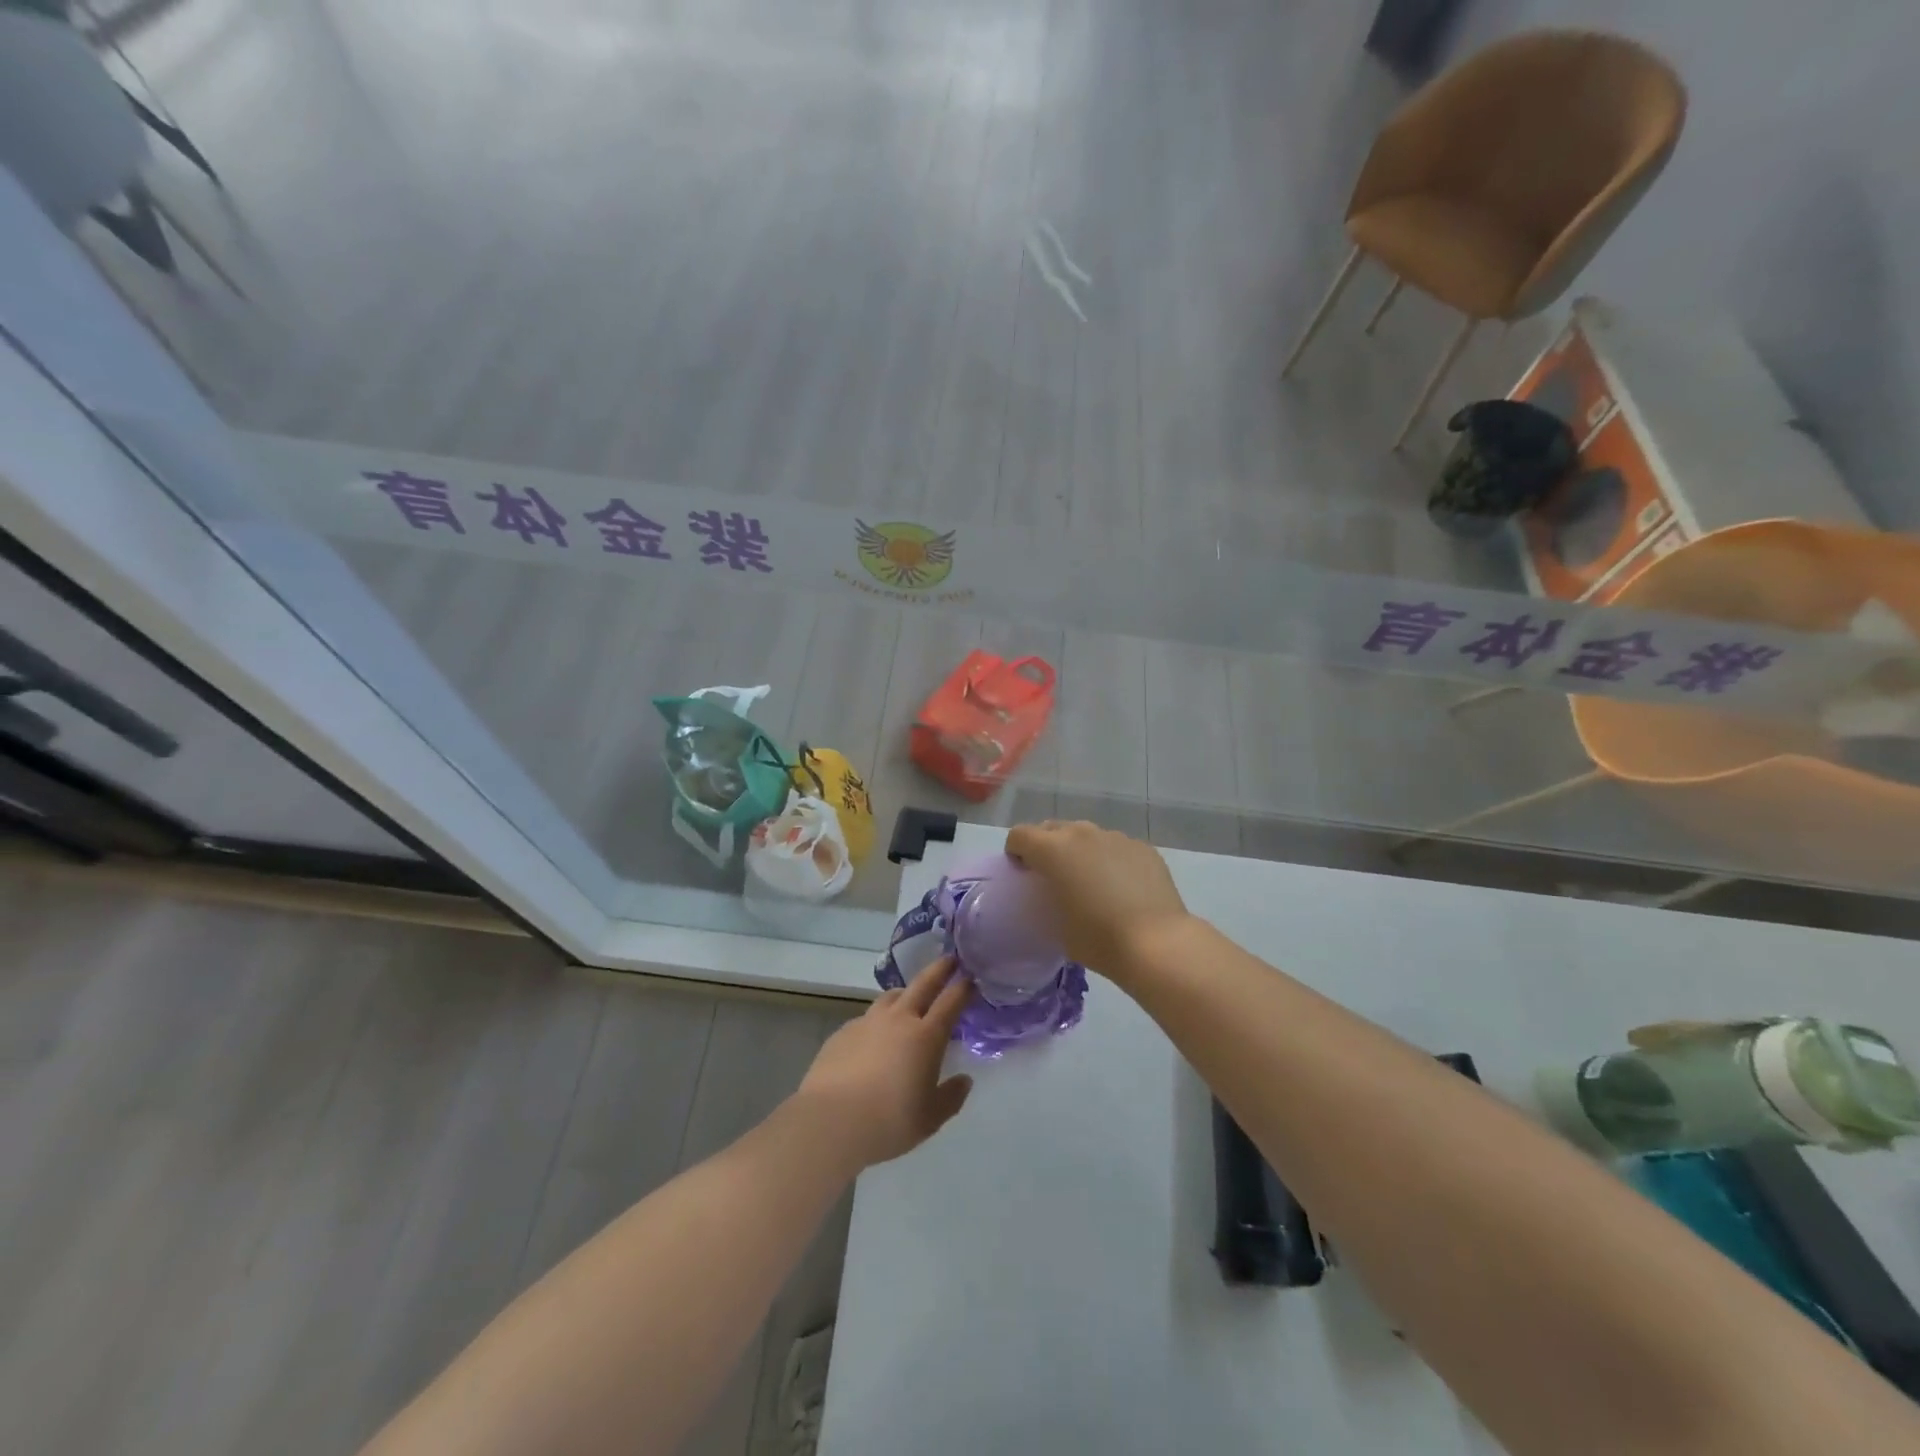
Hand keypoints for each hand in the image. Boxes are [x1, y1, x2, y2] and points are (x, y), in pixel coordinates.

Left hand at [795, 957, 973, 1172]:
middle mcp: (899, 1019)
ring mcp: (868, 1022)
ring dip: (905, 993)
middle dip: (939, 969)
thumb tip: (964, 1080)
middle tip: (949, 959)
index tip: (971, 978)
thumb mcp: (930, 1118)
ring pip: (891, 996)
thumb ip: (951, 1097)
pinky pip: (867, 1018)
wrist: (831, 1121)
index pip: (951, 1001)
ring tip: (909, 998)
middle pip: (923, 984)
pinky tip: (874, 1038)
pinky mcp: (843, 1032)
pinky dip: (877, 1021)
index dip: (963, 988)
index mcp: (926, 1036)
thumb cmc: (889, 1121)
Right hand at [1005, 820, 1190, 981]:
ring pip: (1087, 835)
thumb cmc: (1097, 939)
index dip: (1015, 852)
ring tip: (1091, 881)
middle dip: (1046, 846)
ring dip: (1080, 851)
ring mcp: (1116, 837)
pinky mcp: (1143, 847)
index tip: (1022, 873)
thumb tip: (1055, 891)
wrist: (1156, 943)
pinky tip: (1122, 888)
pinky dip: (1110, 860)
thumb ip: (1046, 898)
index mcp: (1053, 850)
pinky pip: (1116, 847)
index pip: (1020, 835)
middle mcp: (1083, 834)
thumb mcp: (1055, 925)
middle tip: (1053, 876)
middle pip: (1053, 828)